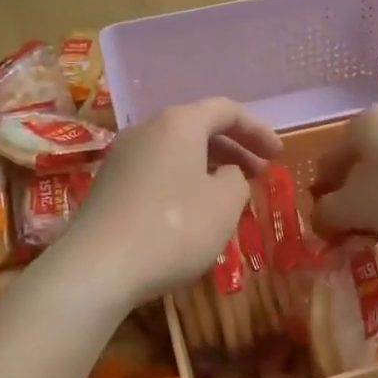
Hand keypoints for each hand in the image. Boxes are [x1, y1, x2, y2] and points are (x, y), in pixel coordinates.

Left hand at [59, 99, 282, 307]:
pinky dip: (182, 179)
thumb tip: (224, 174)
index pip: (226, 110)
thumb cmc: (173, 228)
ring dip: (208, 165)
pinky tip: (192, 209)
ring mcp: (123, 155)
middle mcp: (147, 128)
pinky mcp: (109, 183)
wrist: (97, 267)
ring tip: (229, 193)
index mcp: (179, 123)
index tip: (280, 154)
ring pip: (176, 149)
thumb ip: (236, 180)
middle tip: (259, 173)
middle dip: (234, 148)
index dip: (257, 130)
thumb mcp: (224, 205)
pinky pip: (156, 169)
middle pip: (198, 127)